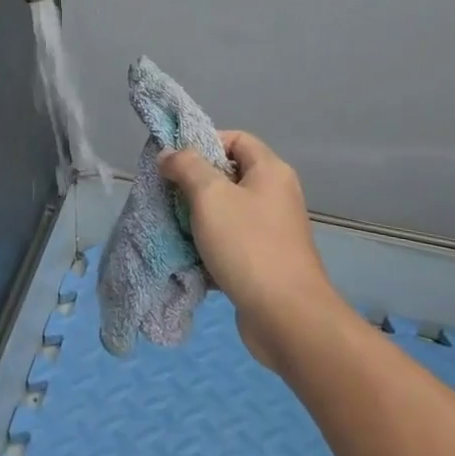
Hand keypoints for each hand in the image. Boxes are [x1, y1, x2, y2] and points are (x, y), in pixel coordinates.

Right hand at [160, 132, 340, 370]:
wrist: (286, 316)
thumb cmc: (247, 245)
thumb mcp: (210, 195)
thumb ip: (186, 166)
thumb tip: (169, 154)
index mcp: (271, 171)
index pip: (236, 138)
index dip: (204, 142)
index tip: (176, 162)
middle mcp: (276, 195)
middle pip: (230, 175)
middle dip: (195, 183)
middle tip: (168, 194)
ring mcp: (272, 230)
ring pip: (227, 211)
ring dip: (198, 217)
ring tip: (174, 225)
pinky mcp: (265, 261)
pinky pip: (231, 241)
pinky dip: (210, 245)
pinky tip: (189, 255)